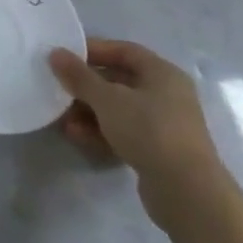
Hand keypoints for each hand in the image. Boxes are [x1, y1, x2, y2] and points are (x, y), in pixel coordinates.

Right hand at [49, 38, 230, 228]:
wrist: (187, 192)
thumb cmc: (149, 131)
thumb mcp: (107, 99)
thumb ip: (79, 75)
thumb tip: (56, 53)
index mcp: (162, 74)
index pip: (124, 50)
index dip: (93, 50)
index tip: (64, 57)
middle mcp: (167, 95)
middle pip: (118, 80)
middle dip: (85, 86)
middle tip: (58, 88)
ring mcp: (164, 124)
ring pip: (118, 108)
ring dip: (88, 111)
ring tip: (63, 119)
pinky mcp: (158, 150)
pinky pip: (124, 131)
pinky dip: (100, 131)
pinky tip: (78, 136)